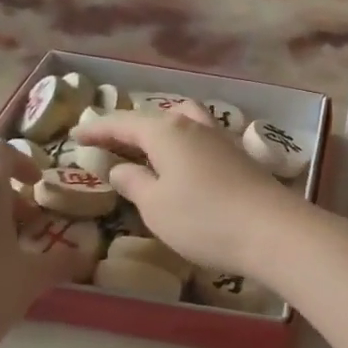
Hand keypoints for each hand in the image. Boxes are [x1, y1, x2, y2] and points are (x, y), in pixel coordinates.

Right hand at [72, 103, 308, 274]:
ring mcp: (221, 139)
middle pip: (155, 117)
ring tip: (147, 146)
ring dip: (161, 129)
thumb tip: (120, 168)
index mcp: (166, 131)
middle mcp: (194, 126)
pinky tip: (183, 161)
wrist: (272, 230)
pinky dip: (183, 143)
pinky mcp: (240, 157)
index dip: (97, 129)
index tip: (75, 135)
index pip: (123, 123)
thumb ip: (133, 183)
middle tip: (108, 141)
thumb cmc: (203, 219)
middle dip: (129, 127)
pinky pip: (201, 138)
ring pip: (184, 121)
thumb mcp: (155, 206)